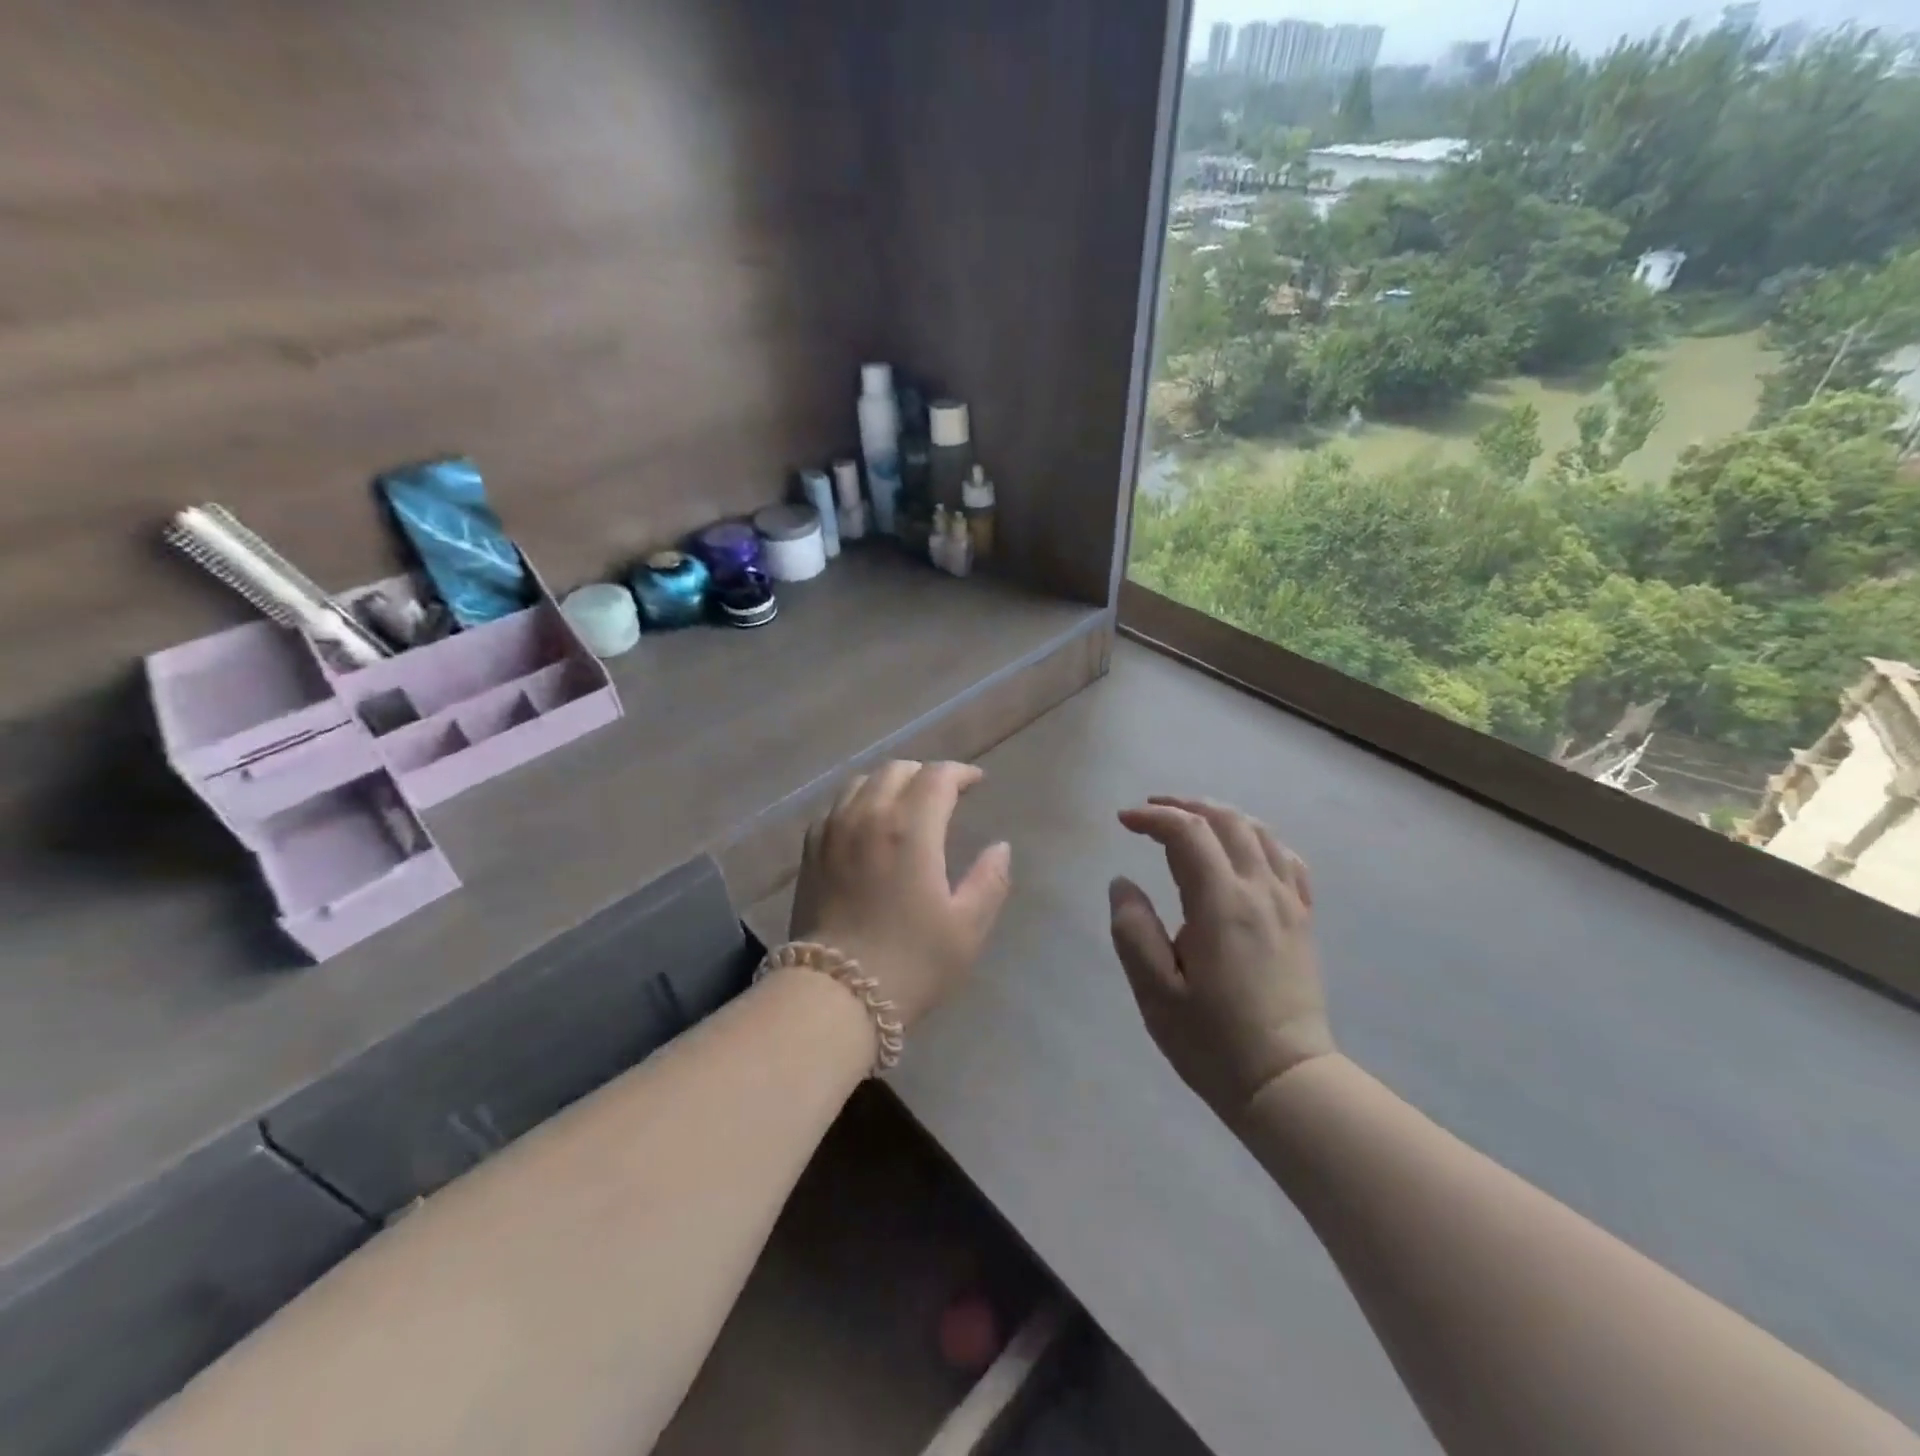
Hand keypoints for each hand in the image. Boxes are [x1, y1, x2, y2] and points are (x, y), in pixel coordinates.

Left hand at [789, 760, 1013, 1027]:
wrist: (834, 995)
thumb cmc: (910, 963)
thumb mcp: (967, 928)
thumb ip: (990, 881)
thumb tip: (1000, 847)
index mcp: (910, 828)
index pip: (937, 776)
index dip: (961, 773)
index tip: (976, 783)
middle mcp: (868, 816)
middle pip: (897, 770)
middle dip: (926, 774)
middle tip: (945, 794)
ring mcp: (833, 830)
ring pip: (862, 782)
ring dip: (890, 783)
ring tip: (906, 804)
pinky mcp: (810, 850)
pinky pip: (836, 806)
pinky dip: (859, 802)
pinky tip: (867, 825)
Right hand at [1110, 797, 1335, 1124]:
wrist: (1285, 1082)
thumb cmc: (1211, 1040)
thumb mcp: (1154, 991)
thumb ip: (1133, 929)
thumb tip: (1122, 883)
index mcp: (1221, 903)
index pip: (1187, 833)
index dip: (1153, 817)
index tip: (1123, 821)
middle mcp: (1259, 891)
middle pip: (1227, 821)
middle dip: (1185, 805)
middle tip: (1151, 811)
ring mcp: (1288, 904)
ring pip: (1260, 833)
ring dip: (1221, 816)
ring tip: (1190, 821)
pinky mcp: (1303, 921)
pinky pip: (1288, 860)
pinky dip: (1259, 840)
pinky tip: (1243, 850)